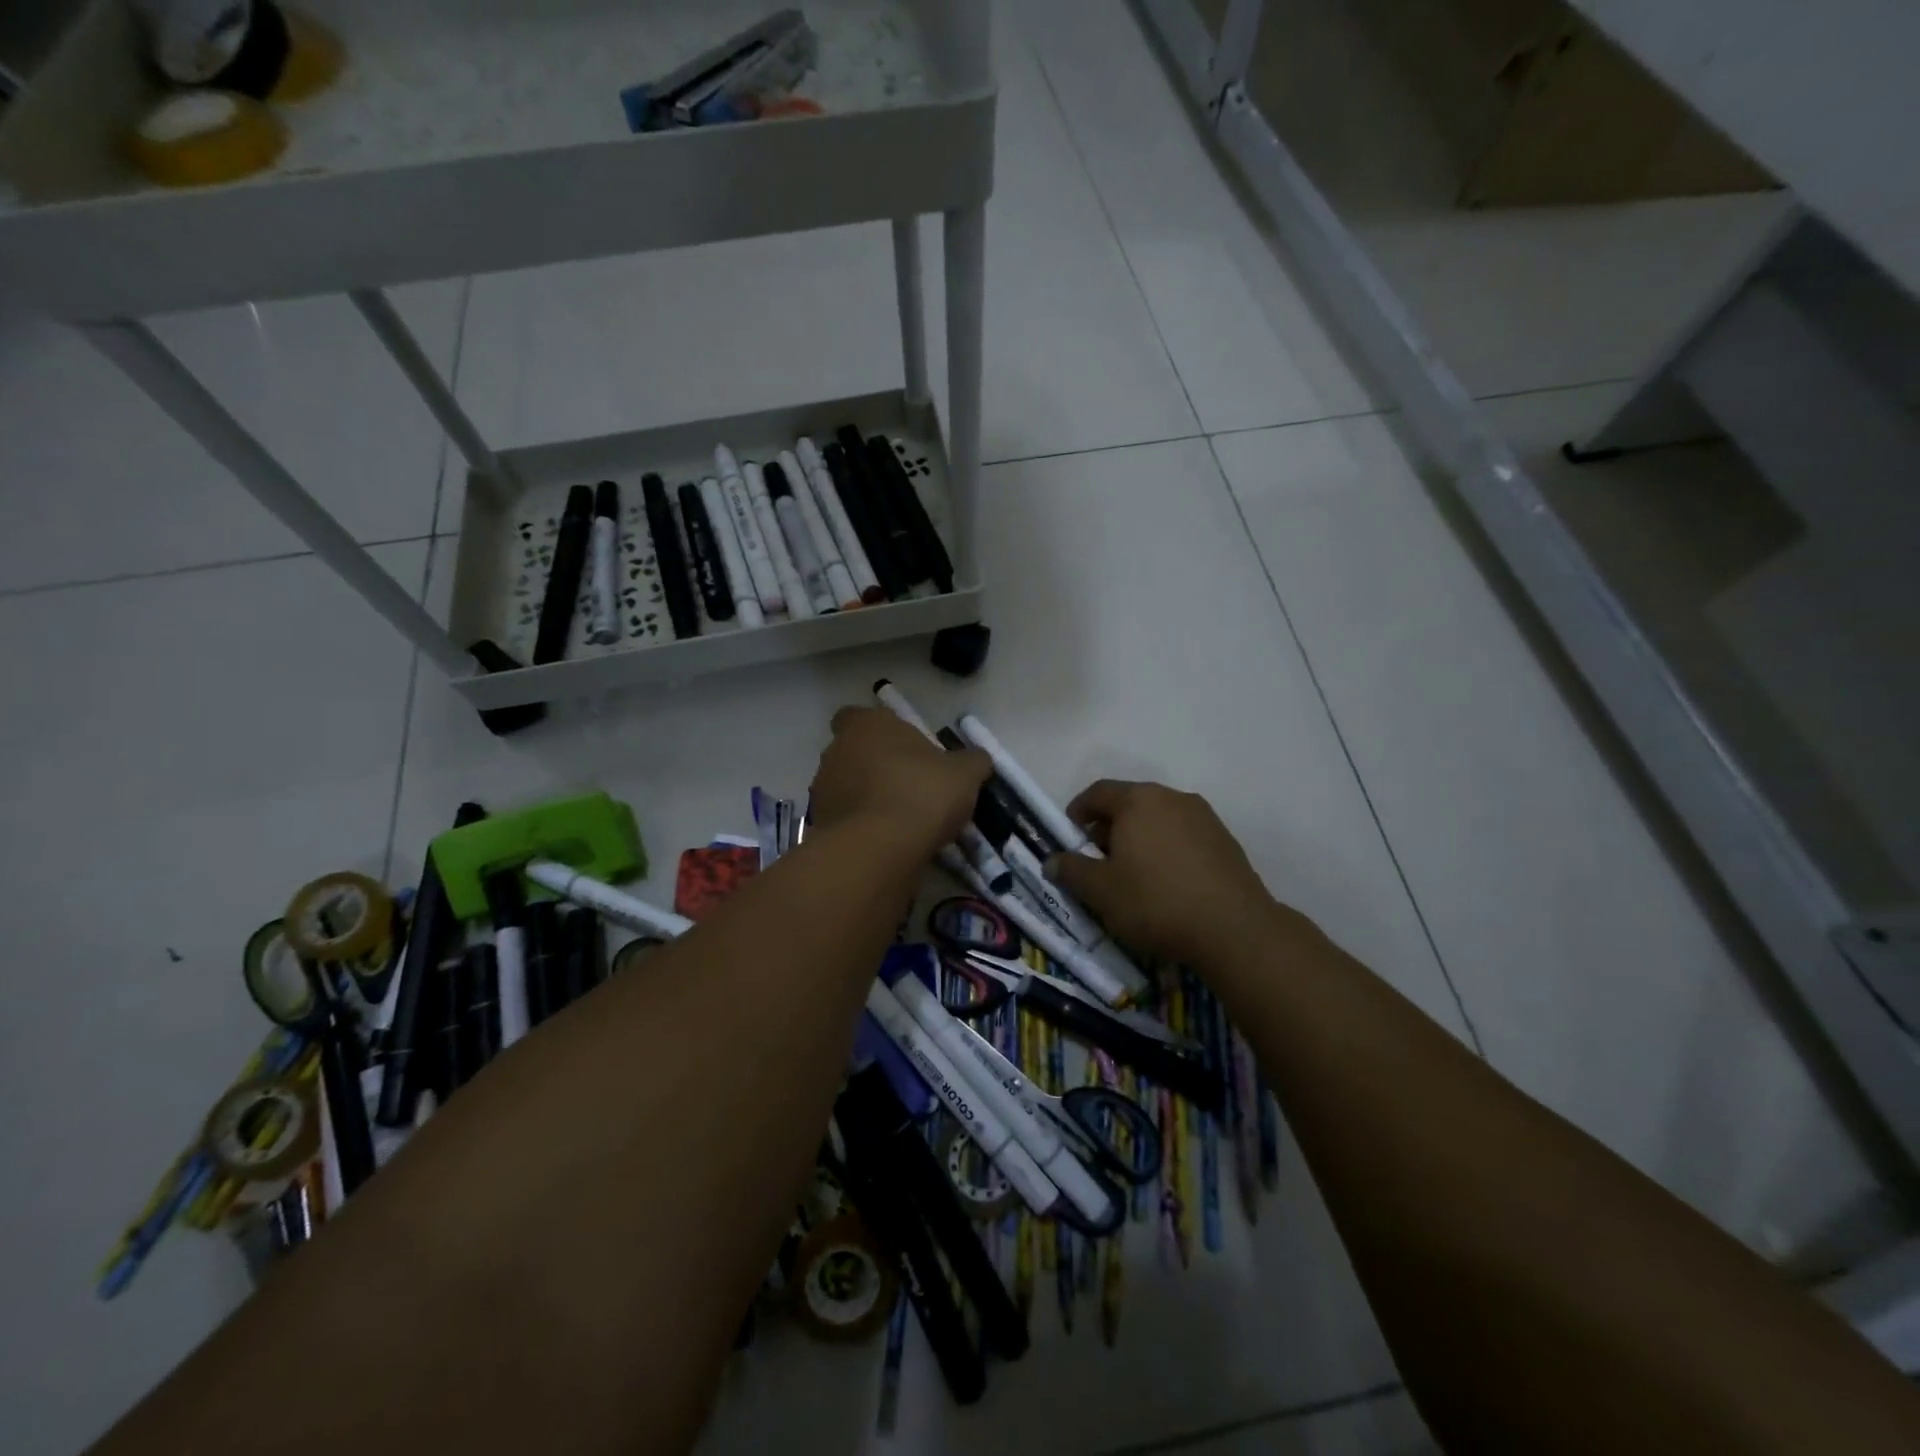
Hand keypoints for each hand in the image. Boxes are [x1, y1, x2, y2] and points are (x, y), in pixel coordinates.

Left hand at [811, 706, 990, 858]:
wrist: (879, 848)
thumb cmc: (922, 793)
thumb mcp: (964, 774)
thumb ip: (972, 761)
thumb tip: (978, 759)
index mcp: (868, 725)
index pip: (858, 716)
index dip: (879, 731)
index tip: (903, 749)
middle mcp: (837, 750)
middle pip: (853, 752)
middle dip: (874, 766)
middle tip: (908, 786)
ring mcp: (822, 788)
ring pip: (845, 786)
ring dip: (865, 797)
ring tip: (899, 820)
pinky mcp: (819, 824)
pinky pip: (843, 819)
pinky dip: (860, 826)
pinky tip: (885, 842)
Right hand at [1049, 780, 1276, 967]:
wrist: (1235, 930)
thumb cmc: (1155, 902)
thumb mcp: (1100, 891)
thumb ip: (1071, 871)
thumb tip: (1052, 861)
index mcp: (1138, 800)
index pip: (1097, 792)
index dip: (1077, 812)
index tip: (1070, 838)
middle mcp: (1172, 797)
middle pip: (1130, 803)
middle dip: (1108, 828)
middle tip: (1097, 861)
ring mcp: (1204, 817)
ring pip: (1159, 819)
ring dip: (1139, 839)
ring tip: (1132, 875)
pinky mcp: (1226, 841)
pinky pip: (1183, 836)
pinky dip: (1167, 850)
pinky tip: (1166, 884)